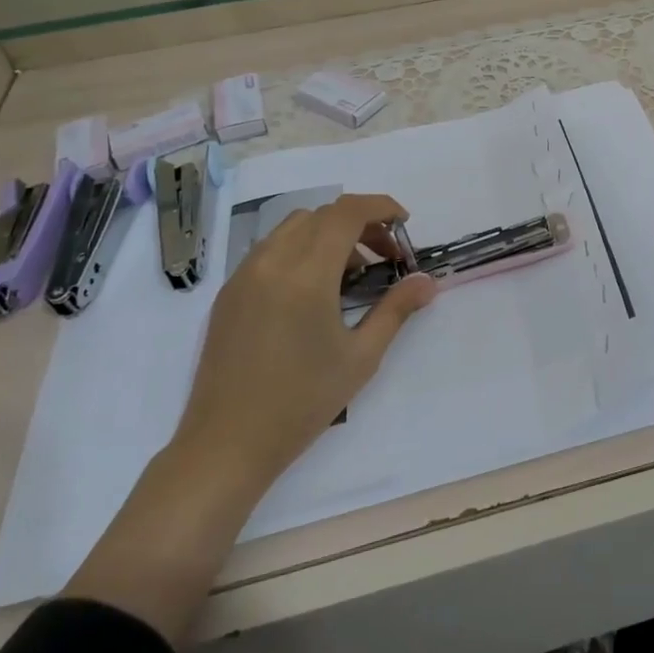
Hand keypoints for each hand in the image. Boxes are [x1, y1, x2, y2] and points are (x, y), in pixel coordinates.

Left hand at [173, 192, 436, 487]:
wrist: (226, 445)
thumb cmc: (302, 402)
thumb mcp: (361, 357)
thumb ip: (396, 310)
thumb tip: (427, 282)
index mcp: (306, 274)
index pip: (347, 213)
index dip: (381, 207)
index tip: (405, 224)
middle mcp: (272, 262)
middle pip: (323, 215)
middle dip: (361, 223)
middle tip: (386, 256)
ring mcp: (244, 275)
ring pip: (294, 227)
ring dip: (329, 233)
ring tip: (351, 273)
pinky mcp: (229, 293)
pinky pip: (271, 249)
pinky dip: (301, 249)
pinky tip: (313, 291)